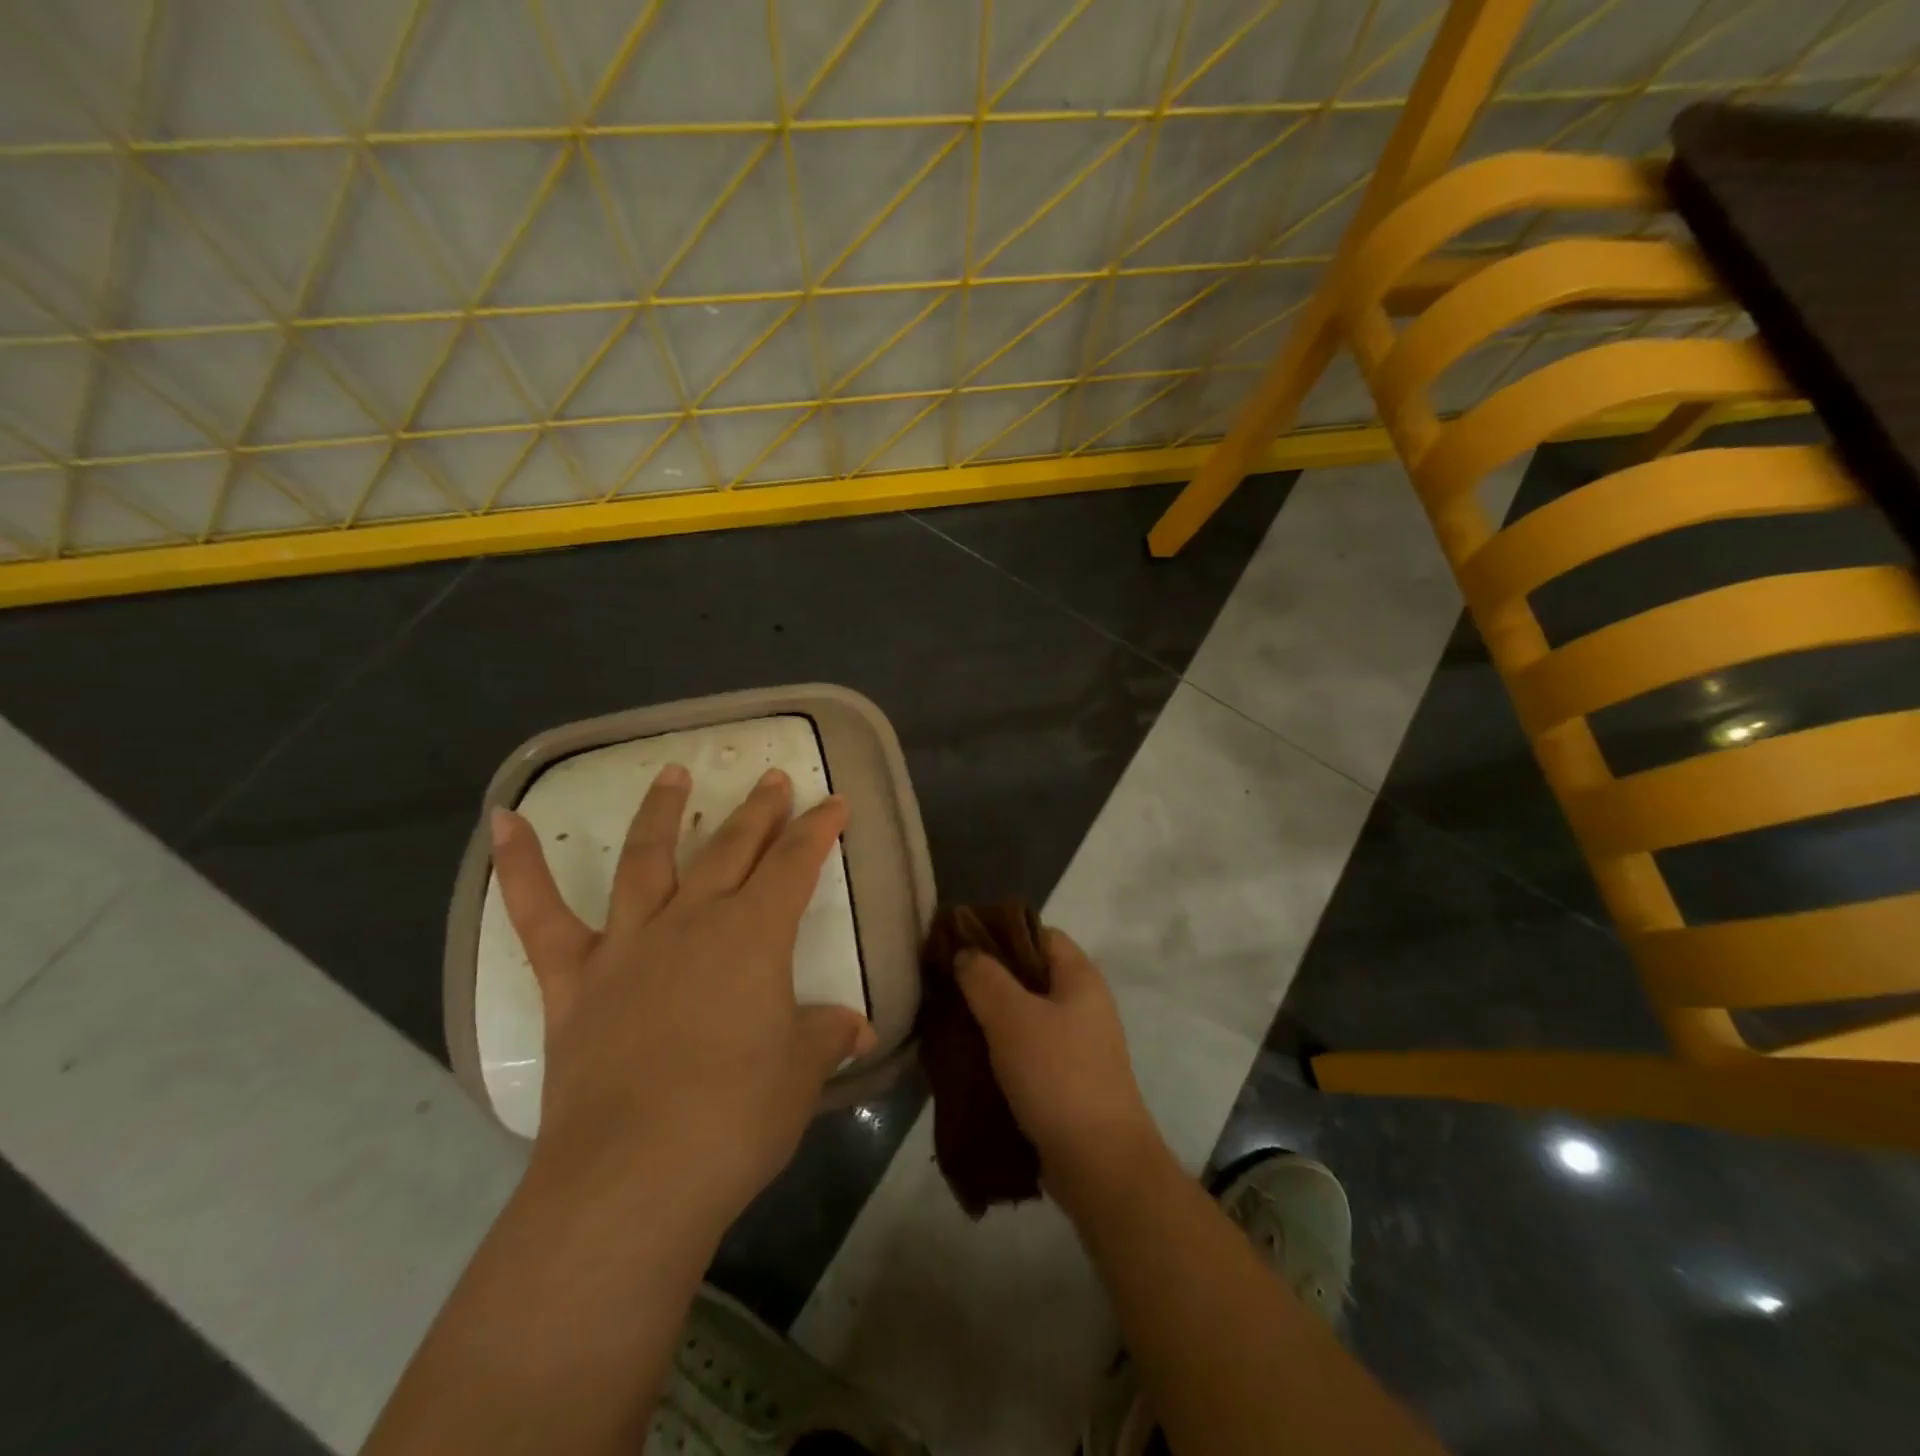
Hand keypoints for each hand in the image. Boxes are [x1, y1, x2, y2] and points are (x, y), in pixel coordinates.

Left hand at [489, 763, 875, 1228]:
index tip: (834, 803)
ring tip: (674, 772)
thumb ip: (827, 1035)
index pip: (796, 864)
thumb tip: (859, 1027)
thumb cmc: (735, 1120)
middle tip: (772, 779)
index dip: (818, 830)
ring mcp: (629, 944)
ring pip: (647, 858)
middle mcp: (693, 922)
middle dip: (758, 811)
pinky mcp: (574, 980)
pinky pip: (539, 914)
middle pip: (732, 849)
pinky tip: (503, 820)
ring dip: (664, 811)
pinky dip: (519, 865)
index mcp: (755, 935)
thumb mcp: (800, 1074)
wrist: (632, 1178)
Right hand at [956, 928, 1163, 1204]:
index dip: (1000, 932)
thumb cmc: (1057, 1075)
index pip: (1039, 934)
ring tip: (949, 1019)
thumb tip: (966, 953)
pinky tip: (968, 1057)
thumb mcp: (1012, 1017)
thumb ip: (984, 977)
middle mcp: (1083, 1004)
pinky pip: (1027, 1051)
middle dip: (988, 977)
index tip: (960, 942)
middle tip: (946, 983)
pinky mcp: (1066, 1081)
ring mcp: (1077, 1045)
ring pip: (1025, 1016)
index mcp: (1079, 977)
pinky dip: (1000, 1050)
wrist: (1099, 1163)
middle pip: (1030, 975)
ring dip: (990, 1017)